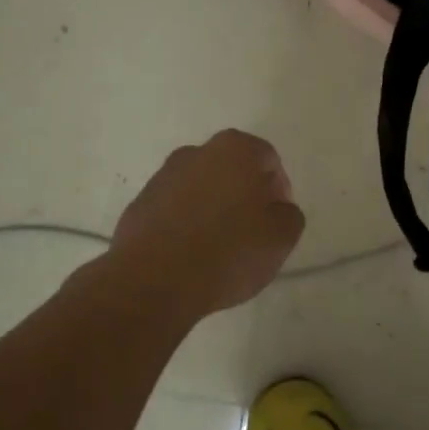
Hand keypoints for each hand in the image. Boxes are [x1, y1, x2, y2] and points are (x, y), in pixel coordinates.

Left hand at [106, 130, 305, 316]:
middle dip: (244, 195)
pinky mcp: (139, 204)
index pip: (268, 160)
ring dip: (212, 209)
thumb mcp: (281, 237)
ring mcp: (163, 176)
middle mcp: (197, 152)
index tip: (277, 221)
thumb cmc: (228, 251)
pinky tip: (190, 255)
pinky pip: (174, 209)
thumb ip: (289, 215)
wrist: (153, 280)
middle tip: (252, 232)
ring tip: (218, 248)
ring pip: (200, 188)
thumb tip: (276, 209)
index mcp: (235, 149)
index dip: (278, 191)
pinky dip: (185, 224)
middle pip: (231, 170)